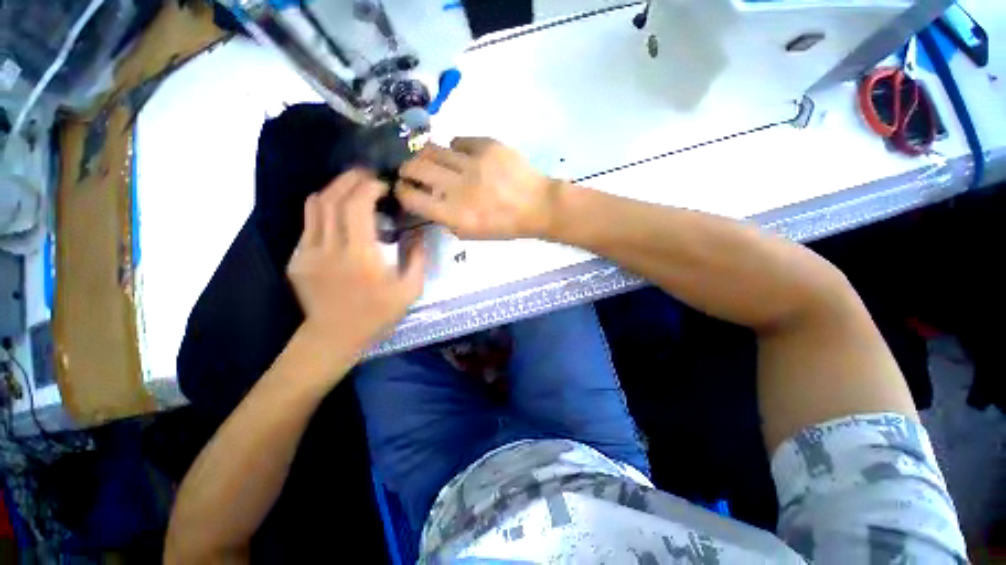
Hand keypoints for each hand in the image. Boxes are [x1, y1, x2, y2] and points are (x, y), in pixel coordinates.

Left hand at [287, 170, 425, 357]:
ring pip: (314, 205)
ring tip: (352, 188)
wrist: (335, 336)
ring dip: (334, 189)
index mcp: (360, 255)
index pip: (357, 205)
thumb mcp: (410, 290)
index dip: (369, 187)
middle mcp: (330, 248)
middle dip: (351, 179)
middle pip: (332, 197)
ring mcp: (308, 252)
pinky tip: (340, 214)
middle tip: (368, 177)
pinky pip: (309, 222)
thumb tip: (417, 232)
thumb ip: (417, 257)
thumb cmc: (377, 314)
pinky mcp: (297, 257)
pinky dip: (324, 209)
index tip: (384, 186)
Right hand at [395, 138, 560, 238]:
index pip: (412, 198)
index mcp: (455, 215)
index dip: (401, 191)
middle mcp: (459, 187)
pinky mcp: (487, 145)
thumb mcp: (473, 233)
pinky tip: (461, 156)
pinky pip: (458, 141)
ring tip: (431, 160)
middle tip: (410, 170)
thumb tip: (428, 200)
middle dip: (406, 169)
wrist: (537, 205)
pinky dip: (455, 149)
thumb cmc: (505, 226)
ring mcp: (473, 163)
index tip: (401, 188)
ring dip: (426, 155)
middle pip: (416, 168)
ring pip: (433, 149)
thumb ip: (447, 219)